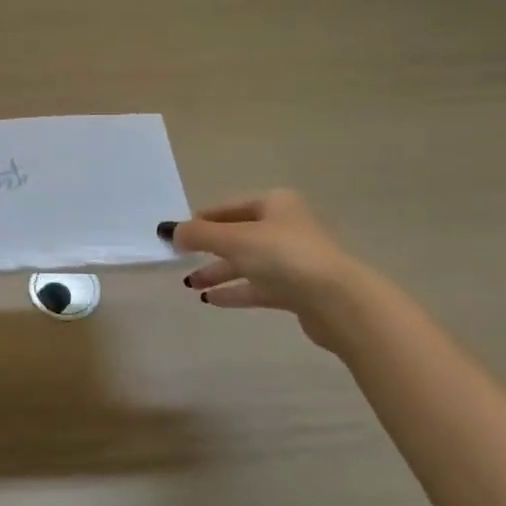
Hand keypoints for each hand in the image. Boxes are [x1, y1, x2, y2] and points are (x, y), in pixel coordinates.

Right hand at [164, 190, 364, 348]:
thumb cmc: (284, 257)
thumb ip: (198, 234)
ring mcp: (292, 260)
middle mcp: (285, 227)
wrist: (336, 301)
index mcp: (274, 204)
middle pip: (237, 235)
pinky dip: (234, 291)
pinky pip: (257, 287)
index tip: (177, 234)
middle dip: (207, 249)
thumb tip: (169, 231)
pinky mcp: (296, 289)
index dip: (202, 219)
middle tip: (179, 260)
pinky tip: (211, 300)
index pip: (229, 207)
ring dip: (217, 272)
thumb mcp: (234, 240)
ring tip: (189, 284)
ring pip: (246, 263)